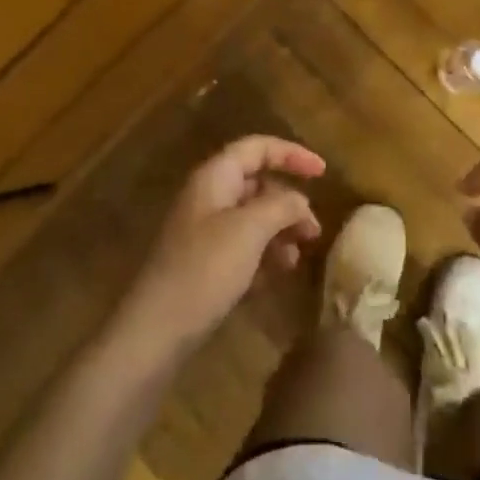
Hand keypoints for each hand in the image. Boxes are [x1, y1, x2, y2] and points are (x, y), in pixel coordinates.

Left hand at [114, 136, 324, 365]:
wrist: (155, 331)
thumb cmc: (205, 269)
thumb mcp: (250, 230)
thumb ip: (282, 206)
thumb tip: (300, 202)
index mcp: (215, 177)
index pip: (257, 148)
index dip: (292, 154)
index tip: (324, 173)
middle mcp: (208, 197)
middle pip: (257, 184)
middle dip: (289, 202)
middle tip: (314, 230)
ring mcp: (203, 232)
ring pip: (252, 218)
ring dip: (279, 232)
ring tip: (297, 259)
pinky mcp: (204, 264)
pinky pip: (242, 247)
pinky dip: (263, 255)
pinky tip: (277, 277)